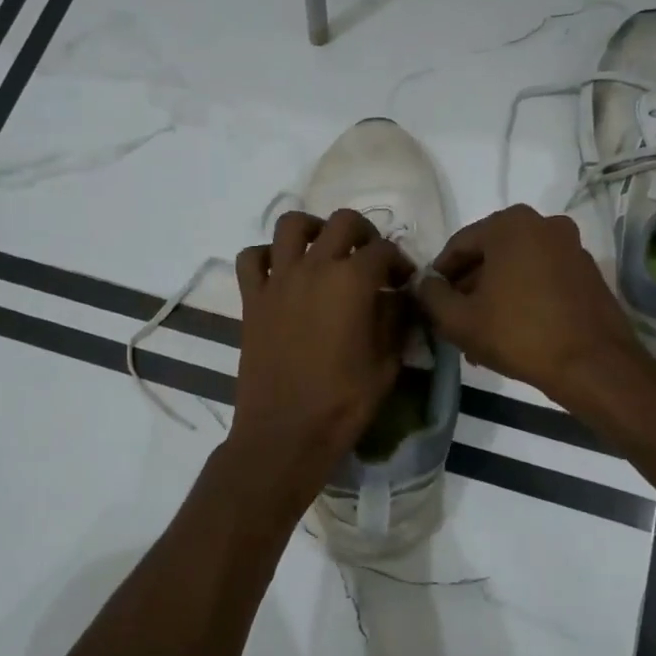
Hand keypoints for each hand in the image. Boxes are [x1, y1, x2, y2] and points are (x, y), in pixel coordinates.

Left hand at [231, 210, 413, 481]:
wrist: (285, 433)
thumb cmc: (343, 403)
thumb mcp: (387, 364)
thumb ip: (396, 320)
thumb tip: (399, 296)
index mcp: (352, 282)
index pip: (383, 250)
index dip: (400, 261)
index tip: (403, 281)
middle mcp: (314, 268)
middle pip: (342, 223)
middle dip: (364, 233)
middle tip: (370, 259)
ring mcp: (278, 281)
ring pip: (291, 225)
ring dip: (313, 229)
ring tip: (324, 250)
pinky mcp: (252, 299)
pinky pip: (251, 258)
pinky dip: (266, 255)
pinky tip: (281, 272)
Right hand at [415, 205, 644, 400]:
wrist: (592, 365)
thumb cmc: (518, 334)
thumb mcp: (459, 319)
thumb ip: (431, 295)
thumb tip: (424, 283)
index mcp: (510, 224)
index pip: (458, 245)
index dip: (439, 276)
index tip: (431, 302)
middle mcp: (544, 224)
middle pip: (489, 255)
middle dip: (469, 287)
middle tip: (454, 320)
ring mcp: (571, 246)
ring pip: (516, 268)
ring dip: (494, 295)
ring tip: (480, 332)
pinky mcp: (587, 272)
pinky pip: (542, 278)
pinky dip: (523, 297)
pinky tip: (512, 330)